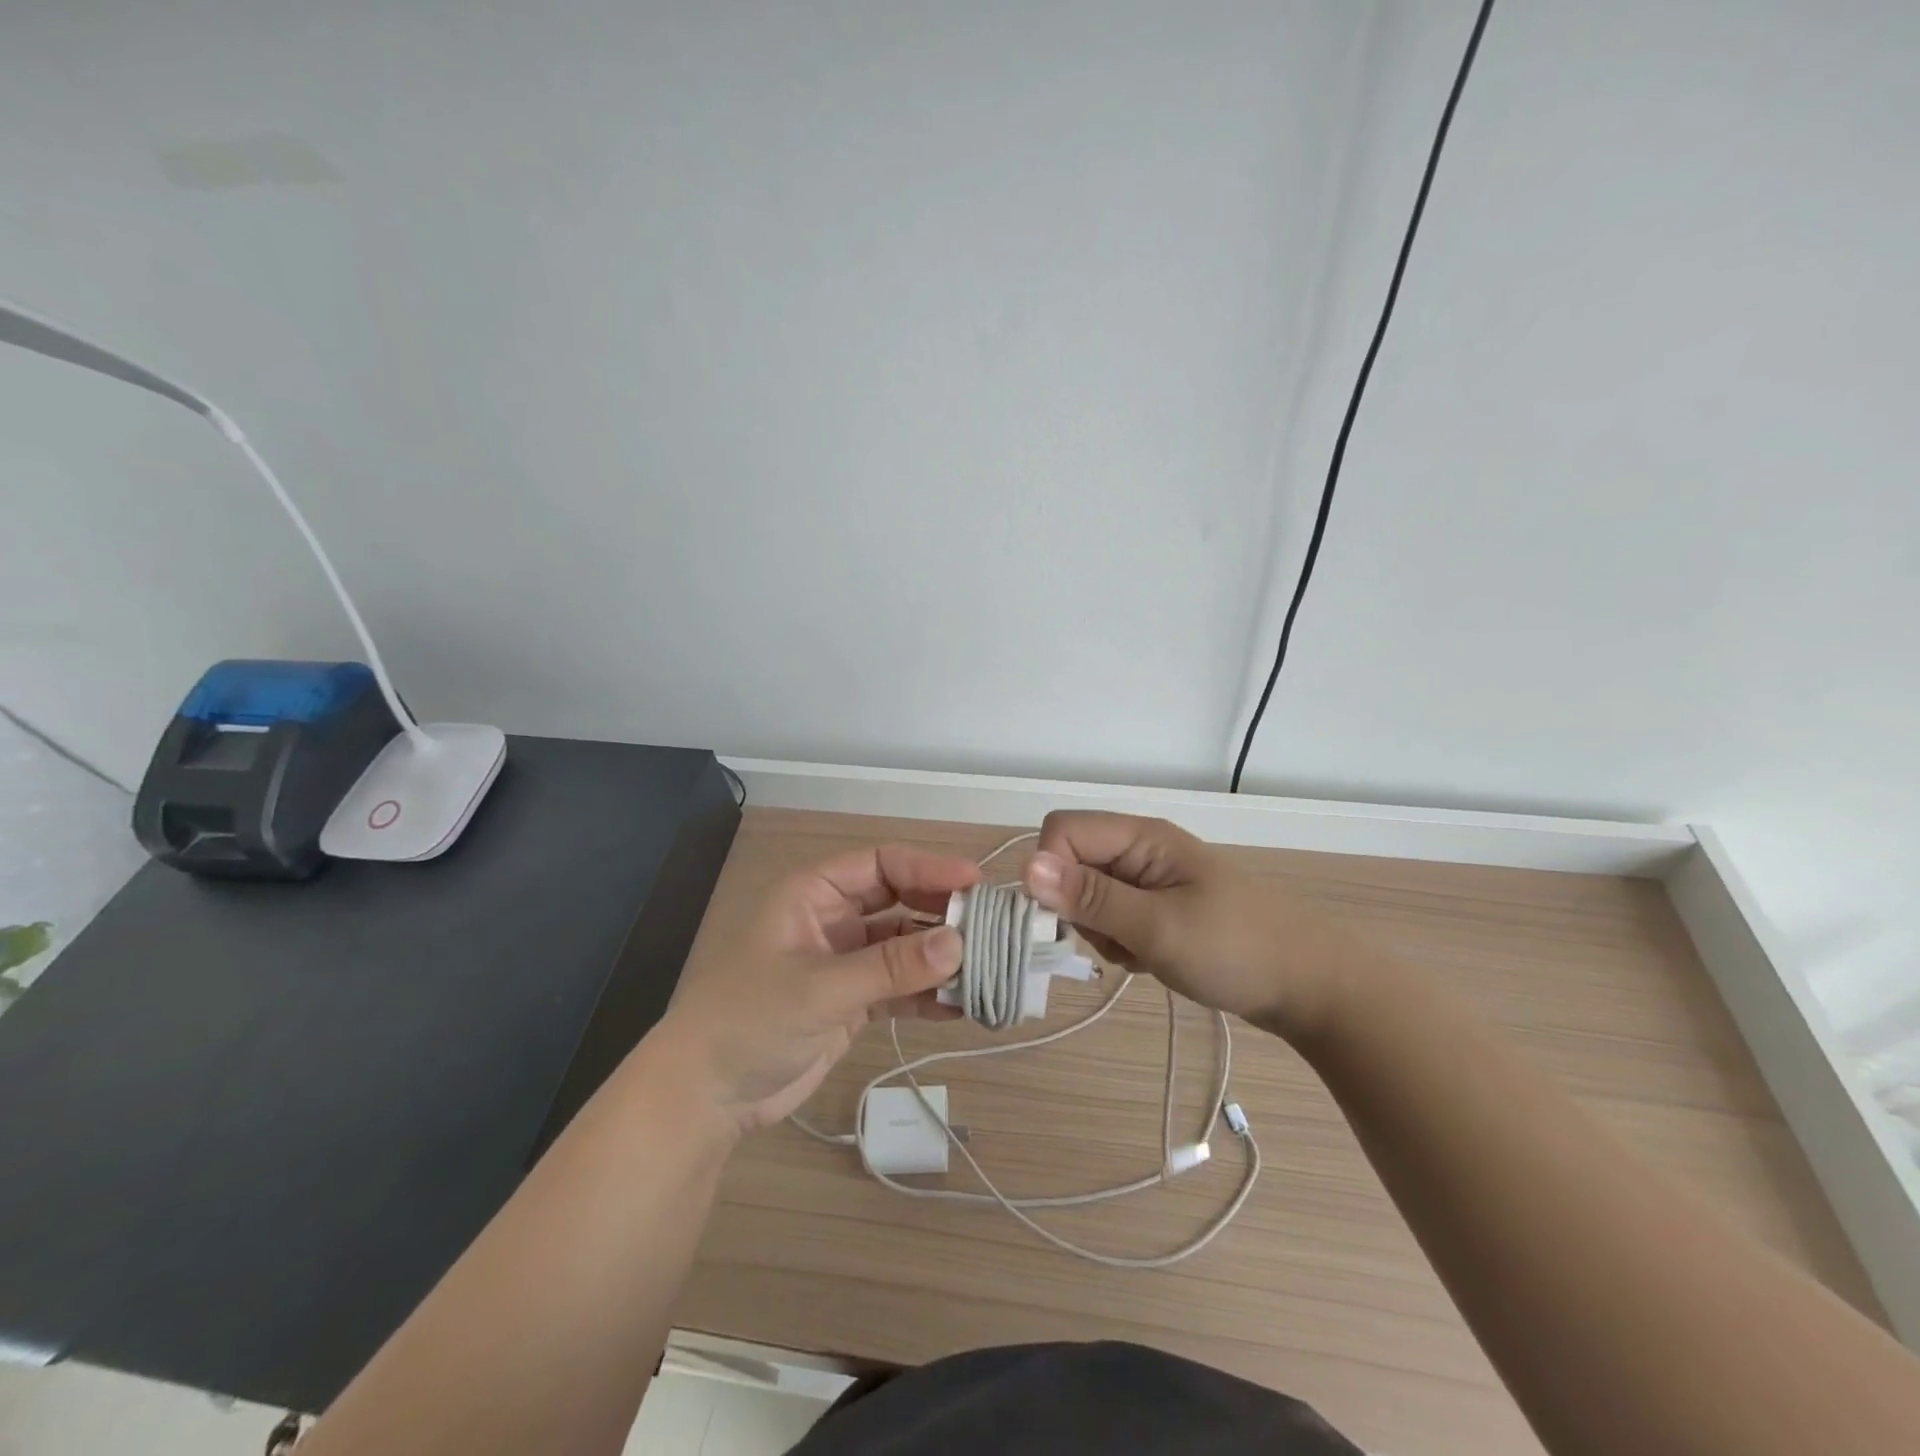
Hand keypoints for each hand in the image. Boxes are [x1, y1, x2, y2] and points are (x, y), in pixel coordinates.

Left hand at [654, 845, 978, 1133]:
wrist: (705, 1096)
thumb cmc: (749, 1020)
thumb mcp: (821, 988)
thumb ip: (891, 967)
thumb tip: (959, 943)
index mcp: (815, 893)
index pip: (882, 864)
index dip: (929, 867)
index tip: (975, 882)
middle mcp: (834, 919)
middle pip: (900, 901)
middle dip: (942, 913)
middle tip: (991, 929)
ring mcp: (844, 961)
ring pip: (904, 946)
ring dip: (941, 957)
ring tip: (987, 970)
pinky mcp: (851, 1001)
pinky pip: (899, 986)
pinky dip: (927, 993)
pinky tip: (960, 1006)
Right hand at [1021, 811, 1366, 1041]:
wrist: (1308, 986)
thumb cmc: (1237, 950)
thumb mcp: (1159, 927)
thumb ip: (1092, 898)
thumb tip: (1025, 868)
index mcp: (1140, 836)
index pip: (1062, 830)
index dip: (1051, 870)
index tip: (1070, 917)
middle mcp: (1138, 848)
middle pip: (1070, 863)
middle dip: (1079, 907)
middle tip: (1118, 939)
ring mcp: (1147, 878)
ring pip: (1086, 895)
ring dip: (1100, 930)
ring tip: (1141, 952)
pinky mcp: (1154, 906)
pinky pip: (1110, 917)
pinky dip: (1118, 942)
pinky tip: (1150, 958)